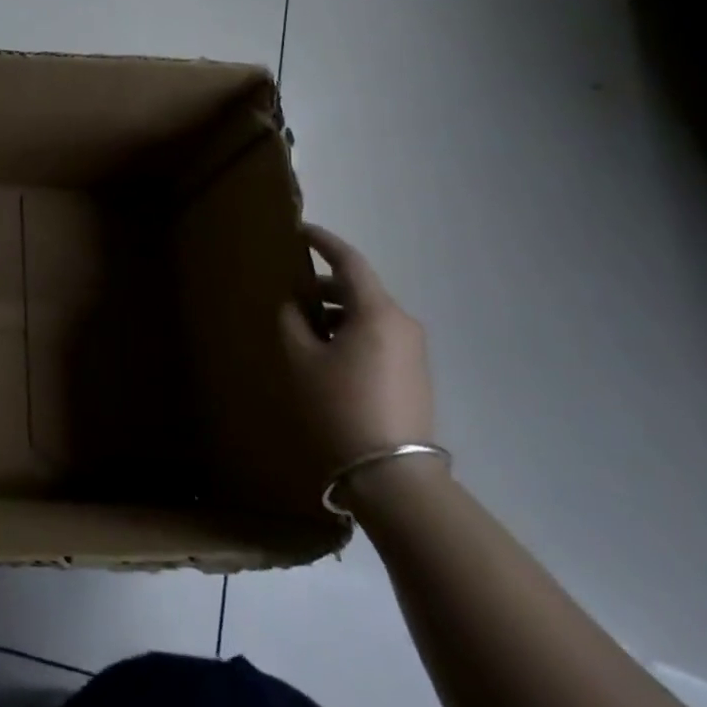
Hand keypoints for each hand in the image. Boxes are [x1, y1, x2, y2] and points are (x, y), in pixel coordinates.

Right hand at [280, 224, 435, 482]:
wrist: (393, 476)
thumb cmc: (339, 406)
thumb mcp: (302, 360)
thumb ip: (292, 322)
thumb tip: (294, 305)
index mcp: (378, 312)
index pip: (349, 262)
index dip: (323, 242)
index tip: (301, 230)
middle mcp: (403, 323)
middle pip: (360, 289)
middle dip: (325, 286)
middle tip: (291, 292)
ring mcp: (414, 350)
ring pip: (370, 315)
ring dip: (338, 313)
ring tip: (304, 329)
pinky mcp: (415, 374)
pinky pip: (380, 337)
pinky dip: (353, 333)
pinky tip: (328, 355)